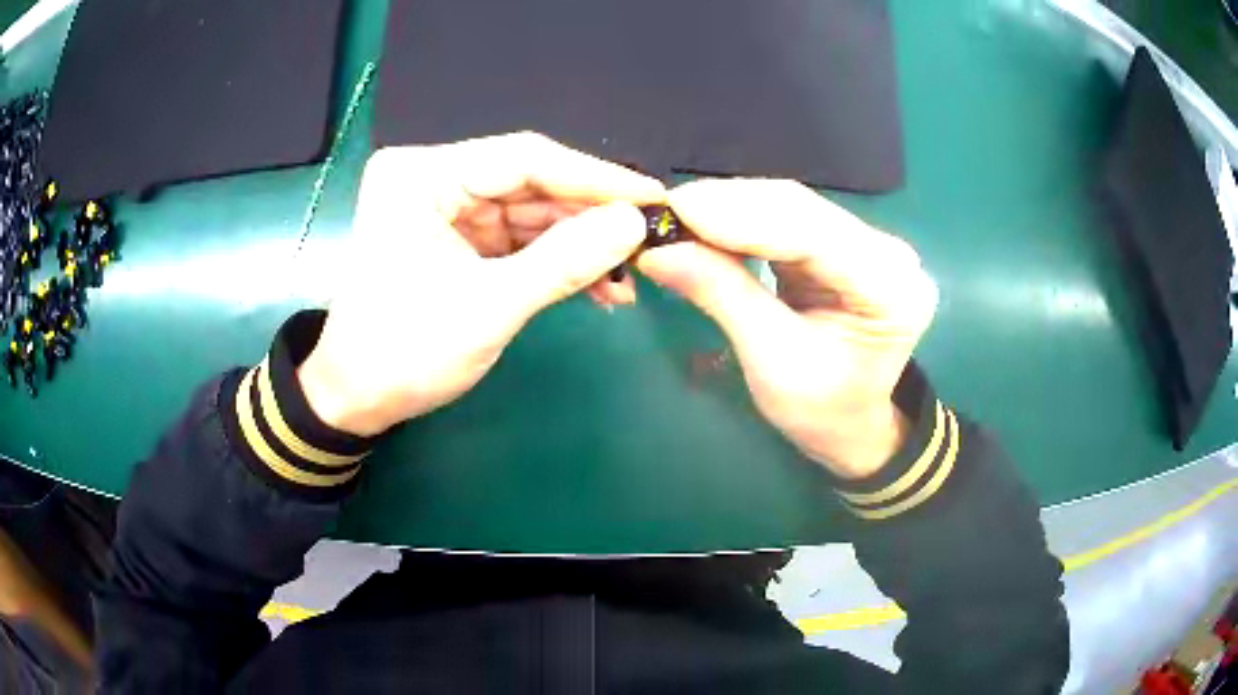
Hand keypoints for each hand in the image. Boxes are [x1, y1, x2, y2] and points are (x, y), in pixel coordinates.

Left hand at [299, 133, 664, 435]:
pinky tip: (599, 286)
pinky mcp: (457, 239)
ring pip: (530, 214)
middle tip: (651, 238)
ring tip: (631, 274)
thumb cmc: (404, 352)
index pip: (523, 159)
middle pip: (530, 184)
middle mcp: (433, 179)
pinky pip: (518, 240)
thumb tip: (635, 222)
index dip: (594, 178)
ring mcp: (446, 209)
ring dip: (580, 245)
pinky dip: (556, 262)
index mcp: (422, 175)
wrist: (358, 400)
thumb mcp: (488, 307)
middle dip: (590, 216)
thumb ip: (564, 261)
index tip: (653, 196)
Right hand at [637, 180, 937, 478]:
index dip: (741, 216)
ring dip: (730, 208)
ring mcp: (869, 243)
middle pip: (802, 210)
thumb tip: (655, 250)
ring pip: (791, 207)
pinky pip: (787, 218)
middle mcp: (889, 254)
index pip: (812, 235)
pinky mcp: (845, 242)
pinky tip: (705, 222)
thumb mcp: (771, 361)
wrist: (851, 424)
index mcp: (891, 291)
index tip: (676, 207)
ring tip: (676, 217)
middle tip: (664, 210)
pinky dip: (742, 220)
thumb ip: (722, 295)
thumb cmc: (821, 410)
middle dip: (729, 206)